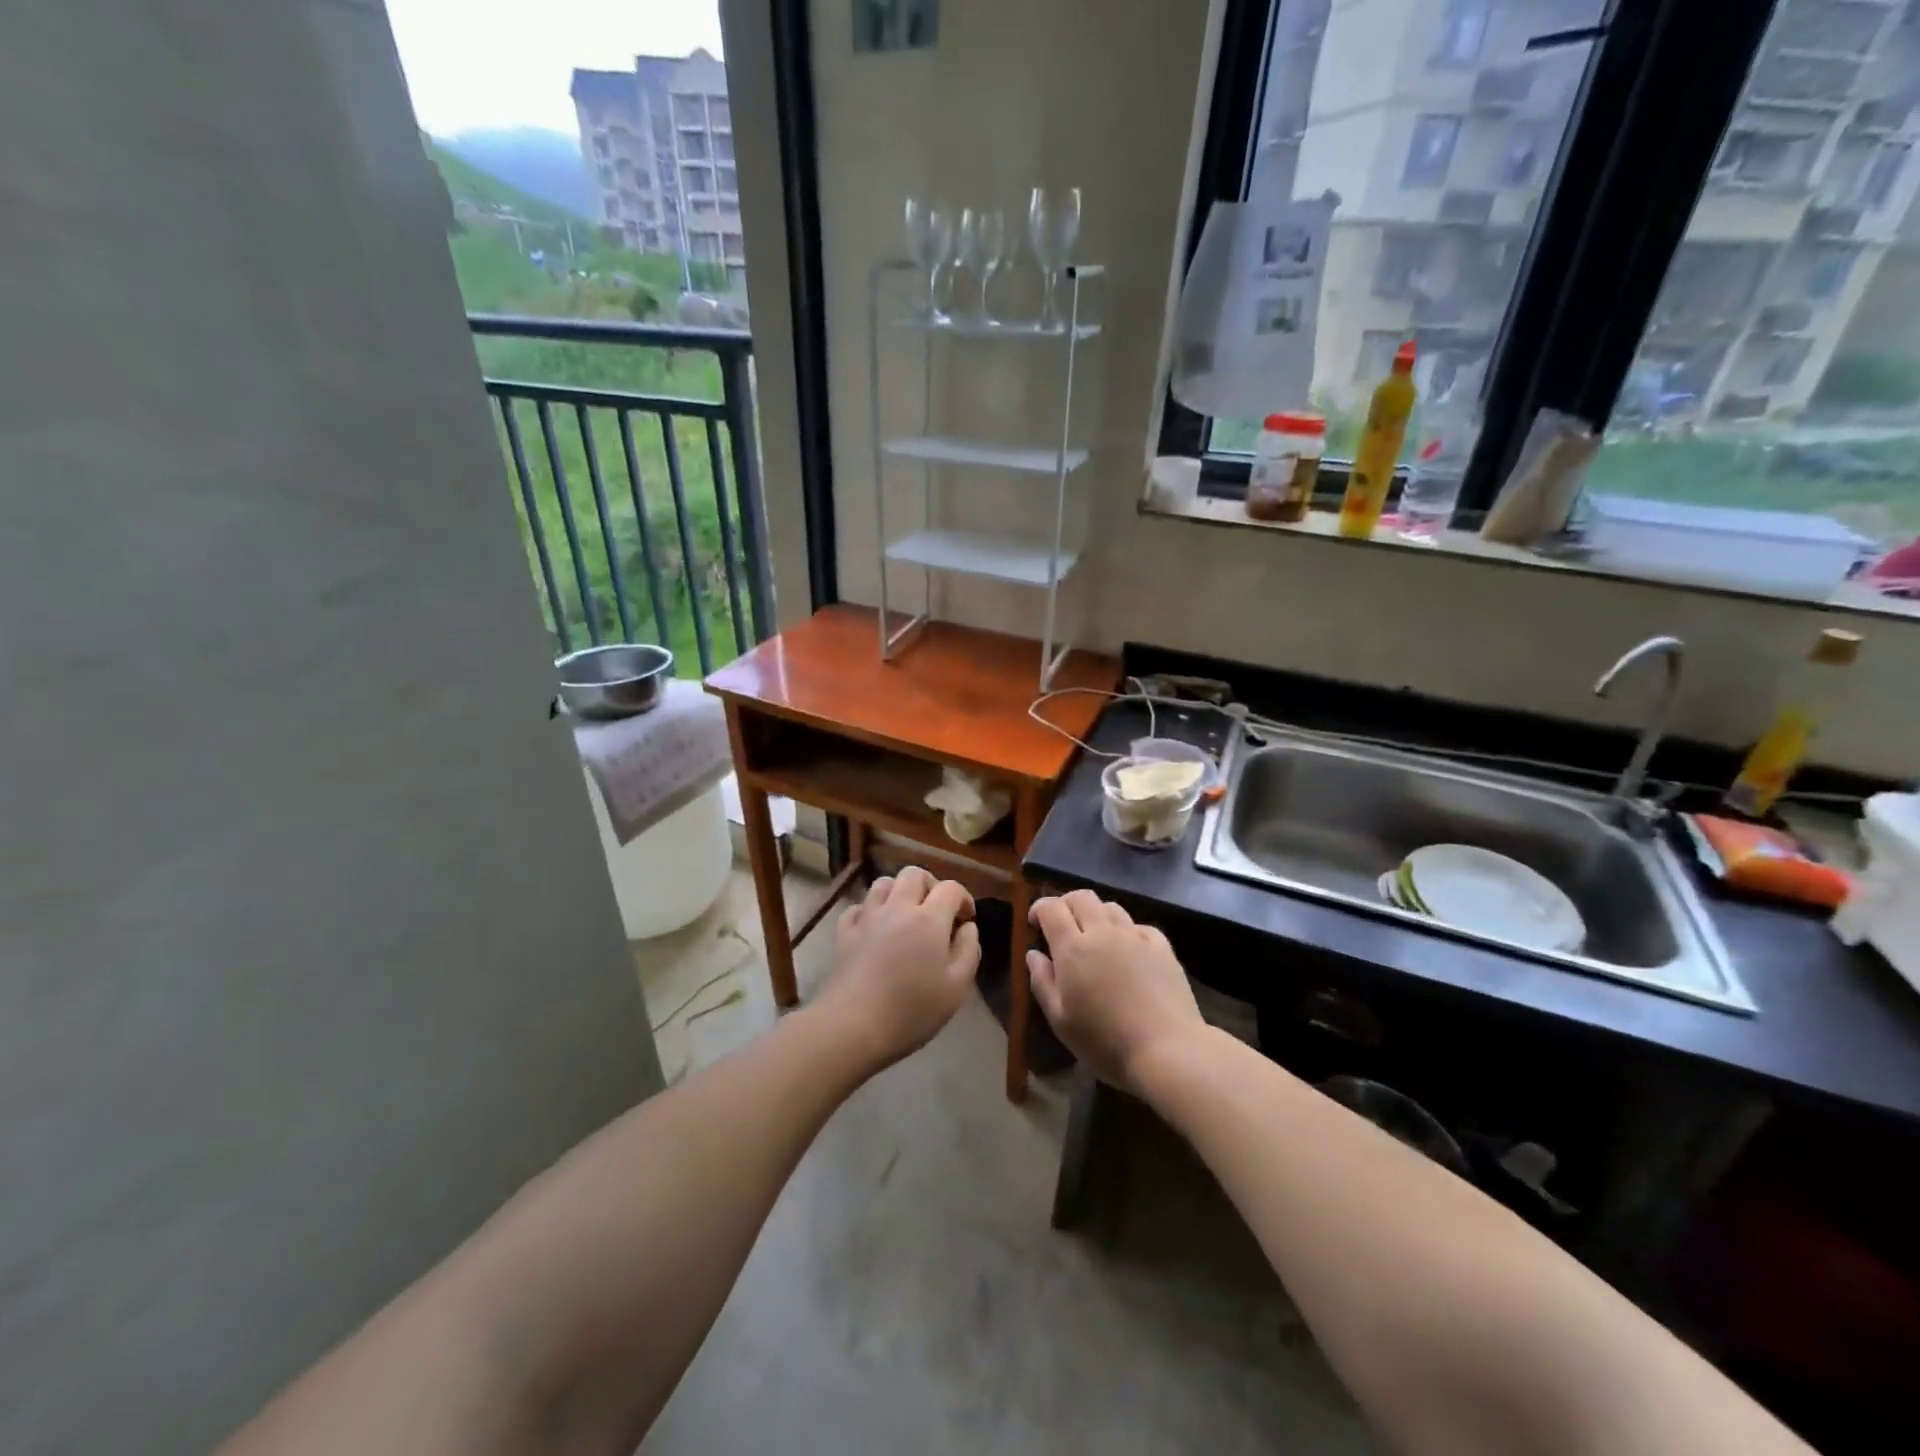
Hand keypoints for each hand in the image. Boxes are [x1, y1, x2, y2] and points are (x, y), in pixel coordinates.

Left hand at [820, 865, 980, 1068]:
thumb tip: (968, 927)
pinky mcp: (845, 932)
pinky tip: (875, 928)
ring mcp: (868, 917)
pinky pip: (858, 907)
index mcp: (929, 918)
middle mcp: (898, 907)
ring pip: (883, 883)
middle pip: (914, 874)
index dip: (964, 898)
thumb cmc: (912, 1010)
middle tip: (937, 911)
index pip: (951, 888)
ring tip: (906, 914)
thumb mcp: (956, 988)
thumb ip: (969, 951)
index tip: (966, 920)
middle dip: (930, 885)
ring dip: (899, 891)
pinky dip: (870, 910)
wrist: (853, 1025)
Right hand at [1027, 890, 1203, 1091]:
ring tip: (1095, 938)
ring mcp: (1135, 937)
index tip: (1035, 923)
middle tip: (1062, 925)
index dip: (1039, 908)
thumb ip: (1042, 982)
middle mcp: (1103, 932)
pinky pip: (1139, 926)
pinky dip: (1127, 931)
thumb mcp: (1060, 1020)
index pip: (1051, 908)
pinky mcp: (1162, 947)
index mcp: (1073, 948)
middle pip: (1082, 897)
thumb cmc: (1105, 1041)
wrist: (1167, 1050)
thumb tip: (1033, 954)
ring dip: (1097, 914)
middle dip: (1066, 904)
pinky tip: (1128, 951)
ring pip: (1111, 907)